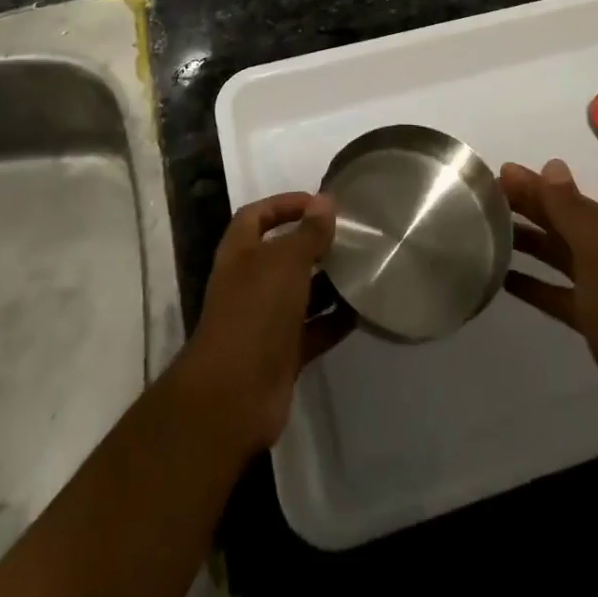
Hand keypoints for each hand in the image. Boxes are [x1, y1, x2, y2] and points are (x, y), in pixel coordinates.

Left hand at [173, 192, 348, 456]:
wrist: (234, 396)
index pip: (257, 215)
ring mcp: (265, 321)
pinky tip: (363, 309)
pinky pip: (313, 329)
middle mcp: (250, 283)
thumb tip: (325, 200)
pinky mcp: (283, 354)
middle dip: (313, 244)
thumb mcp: (286, 262)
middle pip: (282, 254)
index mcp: (240, 254)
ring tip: (363, 267)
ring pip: (300, 293)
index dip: (284, 205)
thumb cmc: (256, 312)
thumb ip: (309, 232)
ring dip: (328, 282)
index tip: (319, 203)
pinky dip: (334, 320)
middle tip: (350, 235)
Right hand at [503, 159, 597, 443]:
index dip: (534, 185)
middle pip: (562, 223)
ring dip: (528, 242)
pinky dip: (533, 283)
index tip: (498, 175)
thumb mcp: (595, 252)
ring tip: (489, 234)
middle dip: (528, 208)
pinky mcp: (592, 319)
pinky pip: (556, 291)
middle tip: (486, 199)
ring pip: (558, 255)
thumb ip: (570, 209)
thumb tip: (552, 163)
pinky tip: (505, 279)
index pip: (566, 197)